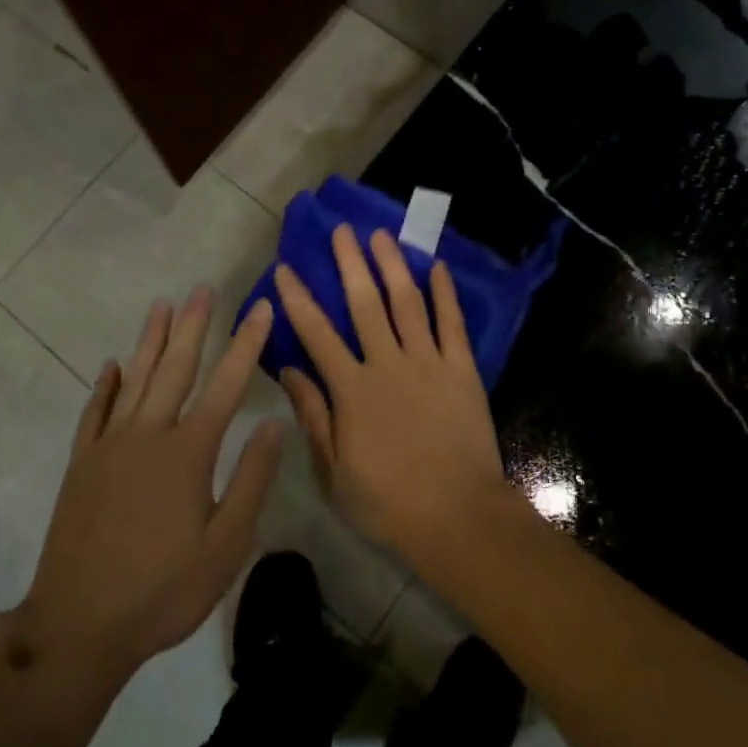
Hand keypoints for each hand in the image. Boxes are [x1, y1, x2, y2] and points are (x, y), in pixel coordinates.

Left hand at [11, 289, 283, 682]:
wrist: (78, 626)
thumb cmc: (163, 590)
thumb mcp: (226, 546)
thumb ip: (251, 480)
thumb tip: (275, 424)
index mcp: (188, 452)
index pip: (227, 384)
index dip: (247, 344)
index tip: (261, 308)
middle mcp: (148, 435)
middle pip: (176, 367)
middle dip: (194, 325)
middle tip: (204, 288)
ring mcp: (110, 446)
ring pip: (135, 379)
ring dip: (151, 340)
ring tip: (163, 305)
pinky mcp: (82, 464)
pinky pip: (95, 412)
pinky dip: (105, 386)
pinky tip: (112, 366)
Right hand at [274, 226, 513, 564]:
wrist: (458, 517)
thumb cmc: (389, 502)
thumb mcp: (334, 471)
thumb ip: (312, 416)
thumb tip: (287, 370)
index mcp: (352, 390)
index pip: (317, 334)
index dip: (298, 299)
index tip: (286, 268)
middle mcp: (387, 364)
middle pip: (364, 304)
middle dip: (350, 263)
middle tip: (342, 229)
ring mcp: (427, 363)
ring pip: (406, 303)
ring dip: (392, 266)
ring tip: (381, 235)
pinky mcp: (461, 369)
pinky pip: (452, 324)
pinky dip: (445, 294)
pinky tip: (438, 267)